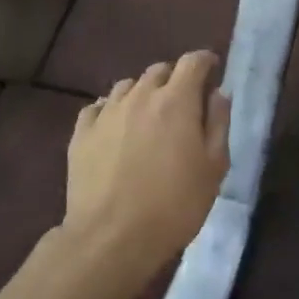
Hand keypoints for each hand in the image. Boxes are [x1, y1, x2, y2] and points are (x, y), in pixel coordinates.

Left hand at [63, 52, 230, 296]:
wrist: (111, 237)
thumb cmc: (174, 205)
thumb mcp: (213, 168)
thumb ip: (218, 124)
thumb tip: (218, 93)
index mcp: (176, 101)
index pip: (193, 62)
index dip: (205, 61)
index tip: (212, 69)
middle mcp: (139, 96)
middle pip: (159, 70)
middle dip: (175, 78)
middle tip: (183, 102)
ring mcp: (106, 112)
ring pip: (127, 86)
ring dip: (142, 93)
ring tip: (148, 116)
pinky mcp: (81, 133)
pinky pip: (97, 107)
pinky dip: (111, 110)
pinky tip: (115, 128)